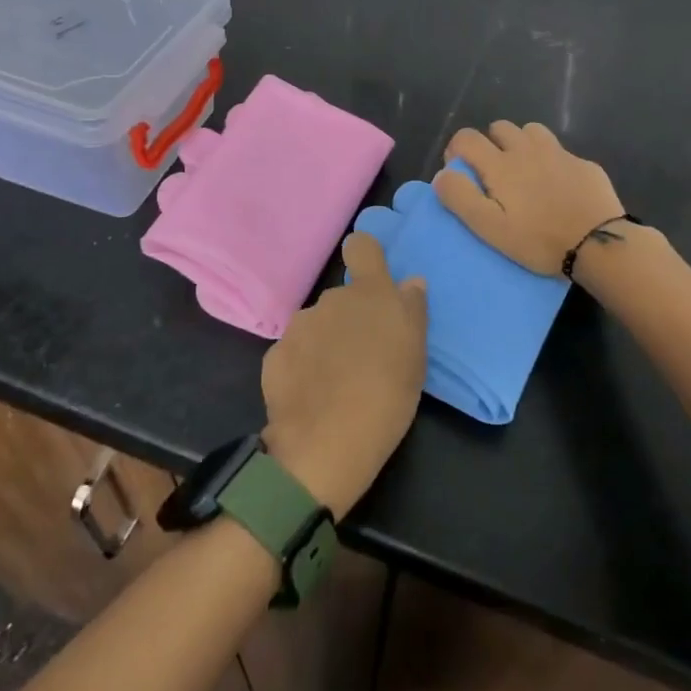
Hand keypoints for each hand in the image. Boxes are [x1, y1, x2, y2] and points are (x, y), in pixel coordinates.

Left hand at [261, 231, 427, 520]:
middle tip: (364, 357)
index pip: (362, 247)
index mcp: (369, 293)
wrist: (326, 444)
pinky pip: (295, 352)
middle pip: (342, 298)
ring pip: (317, 325)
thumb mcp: (416, 354)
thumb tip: (409, 282)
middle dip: (350, 319)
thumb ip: (412, 310)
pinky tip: (312, 396)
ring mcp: (298, 327)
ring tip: (336, 382)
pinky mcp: (274, 355)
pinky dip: (303, 367)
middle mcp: (330, 300)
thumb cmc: (387, 395)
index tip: (370, 275)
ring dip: (326, 342)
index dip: (366, 254)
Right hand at [435, 121, 624, 277]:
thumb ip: (461, 198)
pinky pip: (560, 151)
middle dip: (490, 144)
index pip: (467, 137)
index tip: (461, 172)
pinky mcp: (584, 164)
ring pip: (531, 131)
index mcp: (500, 164)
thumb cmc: (538, 240)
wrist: (598, 244)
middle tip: (494, 175)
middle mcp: (527, 149)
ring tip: (524, 172)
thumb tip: (442, 175)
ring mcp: (559, 153)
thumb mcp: (490, 228)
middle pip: (500, 127)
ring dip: (521, 144)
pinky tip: (557, 186)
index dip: (456, 150)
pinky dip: (550, 161)